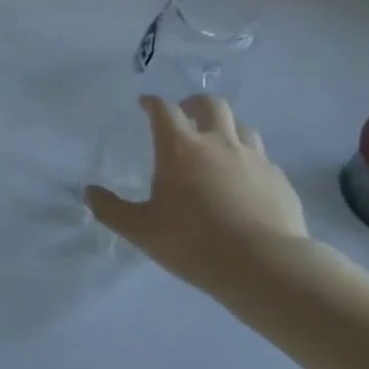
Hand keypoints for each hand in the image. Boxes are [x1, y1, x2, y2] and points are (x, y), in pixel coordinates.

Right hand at [86, 94, 314, 295]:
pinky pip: (263, 159)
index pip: (164, 110)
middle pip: (211, 104)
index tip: (144, 103)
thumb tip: (89, 193)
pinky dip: (249, 160)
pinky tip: (245, 181)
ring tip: (217, 144)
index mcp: (181, 148)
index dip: (152, 102)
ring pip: (242, 126)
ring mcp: (255, 159)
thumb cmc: (194, 242)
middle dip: (194, 103)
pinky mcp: (280, 180)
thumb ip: (111, 209)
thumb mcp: (141, 230)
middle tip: (185, 114)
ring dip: (226, 128)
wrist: (266, 266)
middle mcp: (219, 143)